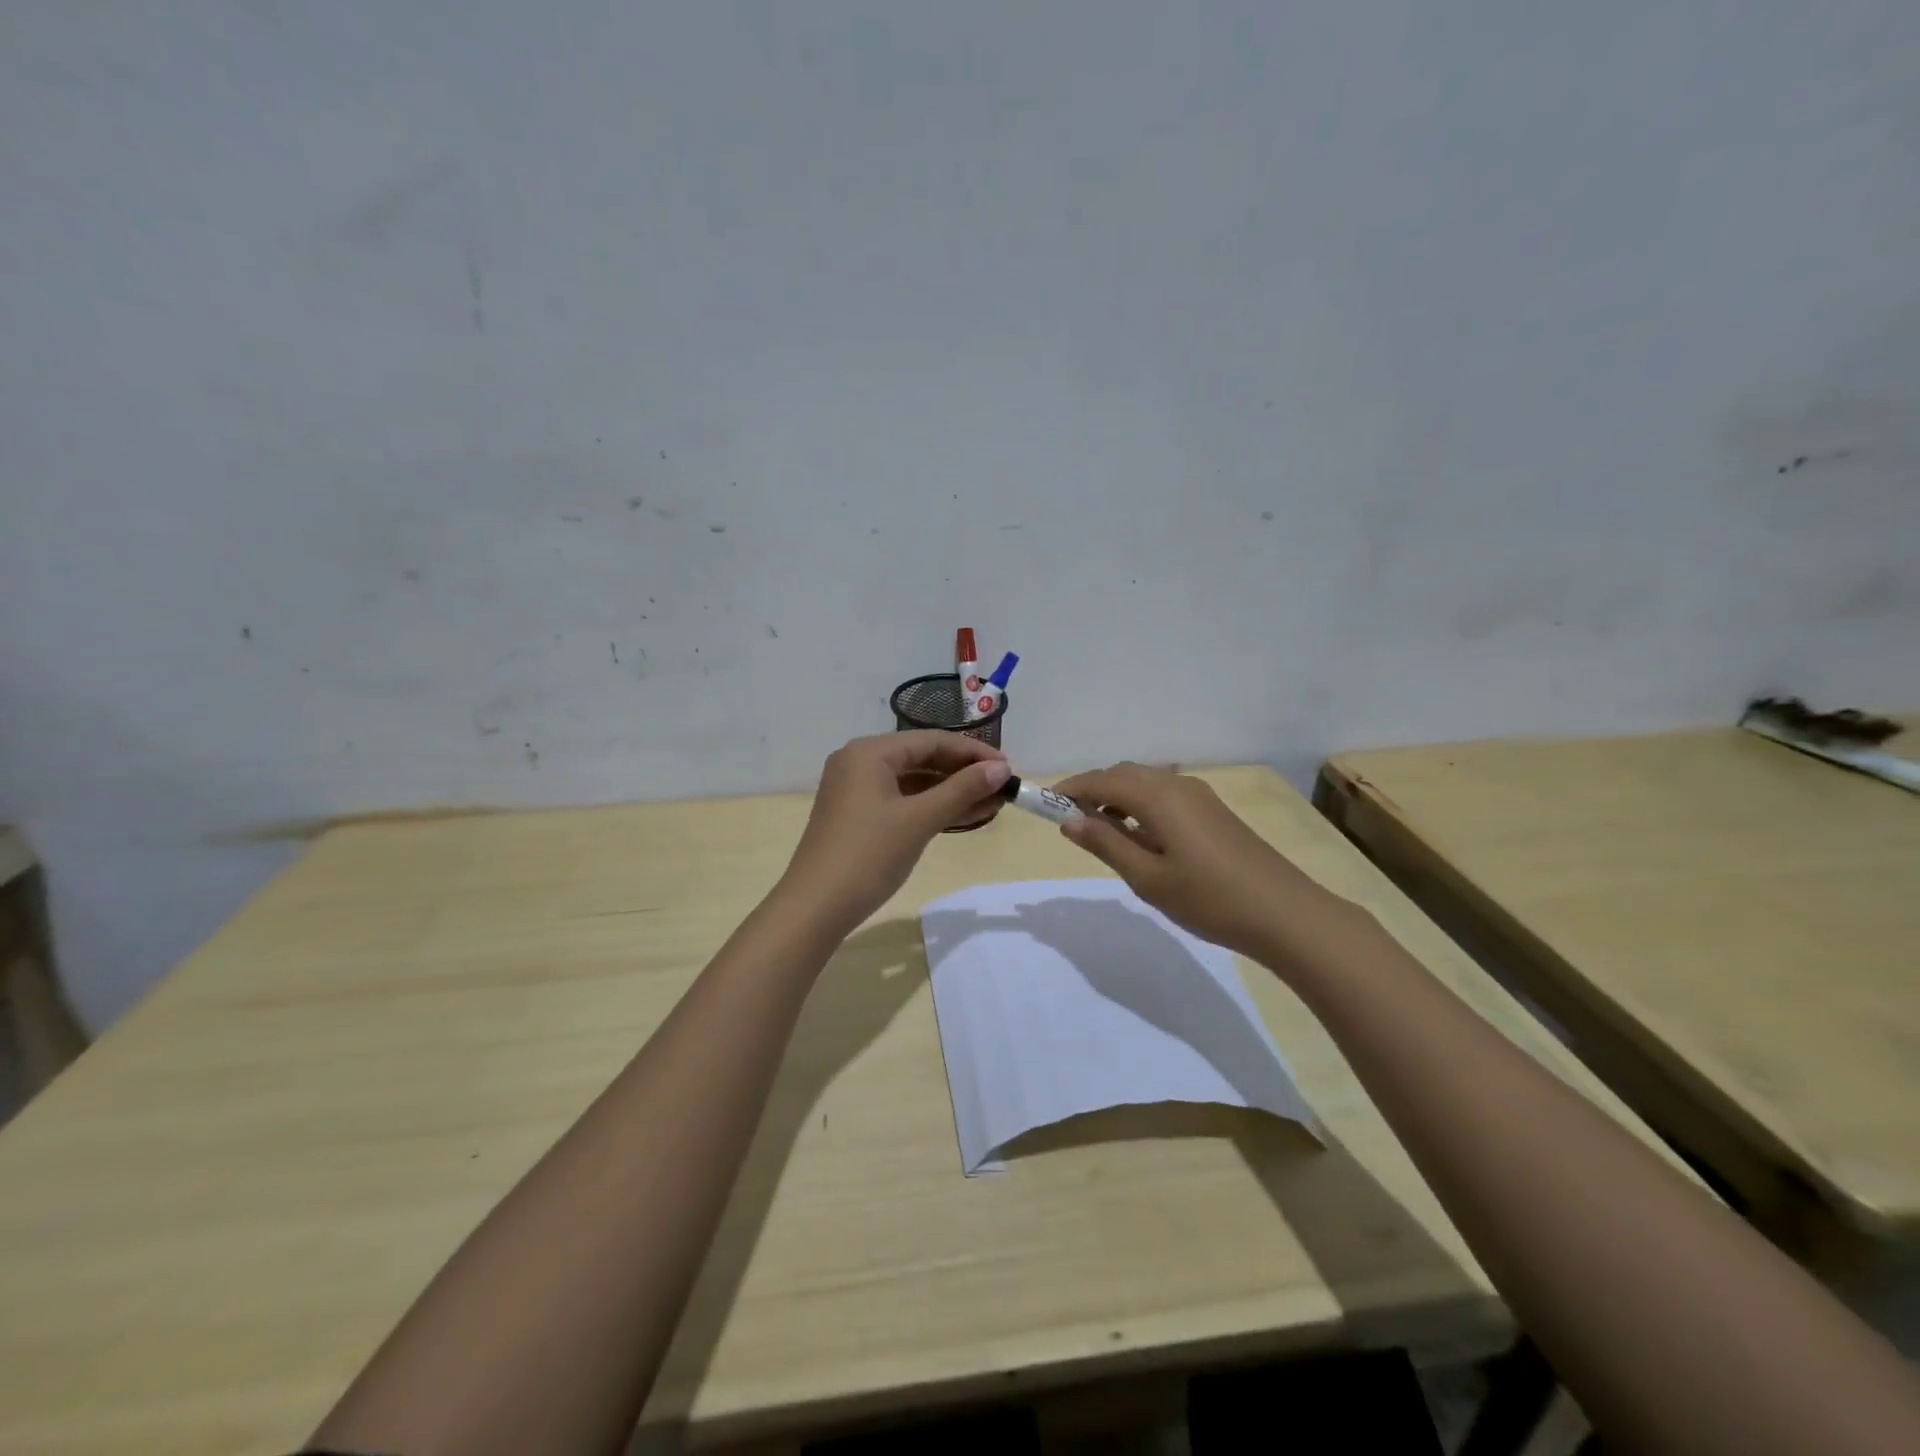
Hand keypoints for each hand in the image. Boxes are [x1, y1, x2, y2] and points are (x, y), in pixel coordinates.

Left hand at [782, 732, 1010, 930]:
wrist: (815, 908)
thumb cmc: (868, 856)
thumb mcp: (919, 820)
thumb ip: (962, 790)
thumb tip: (1002, 770)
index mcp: (870, 752)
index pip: (931, 741)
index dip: (973, 753)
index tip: (1009, 769)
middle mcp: (860, 762)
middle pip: (922, 758)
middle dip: (964, 773)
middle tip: (1003, 787)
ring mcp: (856, 790)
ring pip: (914, 782)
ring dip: (952, 792)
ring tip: (993, 804)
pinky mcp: (858, 815)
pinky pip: (903, 800)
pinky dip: (932, 807)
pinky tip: (964, 816)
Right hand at [1051, 762, 1341, 958]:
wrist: (1284, 913)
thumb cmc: (1208, 899)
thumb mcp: (1148, 878)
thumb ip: (1106, 844)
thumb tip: (1069, 821)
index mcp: (1158, 797)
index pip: (1102, 780)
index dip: (1071, 788)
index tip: (1045, 805)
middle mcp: (1177, 785)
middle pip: (1124, 774)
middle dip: (1094, 789)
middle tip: (1072, 821)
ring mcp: (1200, 795)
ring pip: (1146, 782)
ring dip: (1118, 796)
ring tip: (1103, 831)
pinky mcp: (1213, 810)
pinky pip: (1165, 793)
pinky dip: (1141, 803)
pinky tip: (1142, 835)